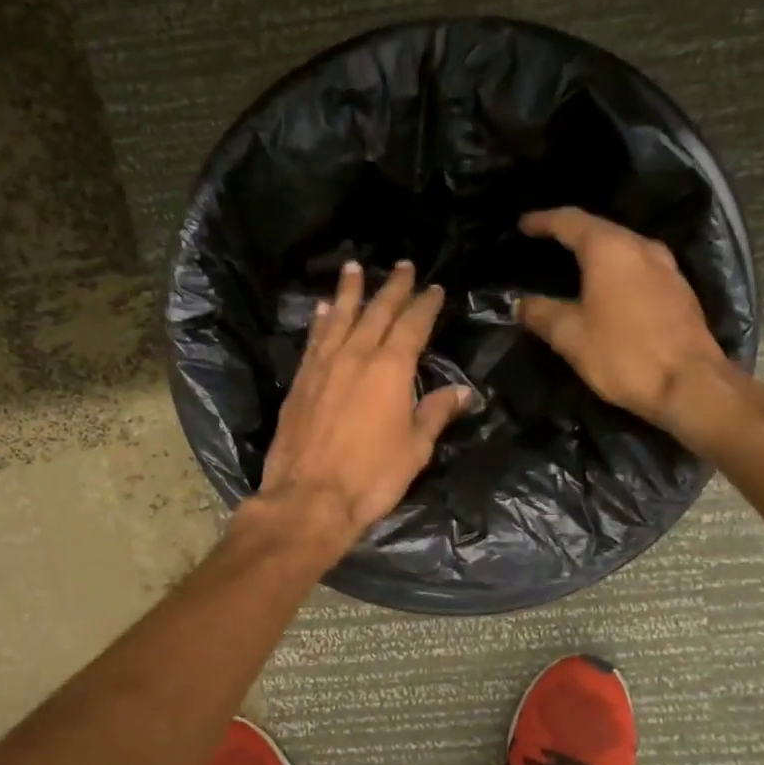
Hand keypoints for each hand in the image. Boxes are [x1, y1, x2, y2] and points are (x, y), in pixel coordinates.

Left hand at [254, 259, 472, 556]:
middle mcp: (356, 356)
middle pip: (377, 312)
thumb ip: (435, 413)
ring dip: (349, 291)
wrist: (309, 498)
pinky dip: (321, 321)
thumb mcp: (415, 448)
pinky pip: (314, 340)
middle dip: (392, 287)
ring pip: (339, 317)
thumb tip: (463, 392)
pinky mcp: (300, 381)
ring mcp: (323, 366)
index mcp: (391, 369)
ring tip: (354, 267)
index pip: (413, 325)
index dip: (425, 304)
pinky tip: (323, 310)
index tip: (434, 288)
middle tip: (402, 265)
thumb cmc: (371, 477)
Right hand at [516, 208, 756, 440]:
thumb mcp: (570, 336)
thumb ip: (541, 314)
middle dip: (570, 234)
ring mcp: (666, 267)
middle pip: (600, 230)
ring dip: (597, 254)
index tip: (523, 225)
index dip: (543, 221)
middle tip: (545, 244)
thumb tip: (521, 304)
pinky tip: (606, 290)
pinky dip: (616, 271)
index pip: (570, 221)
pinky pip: (639, 268)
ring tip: (573, 266)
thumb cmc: (623, 354)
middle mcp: (641, 247)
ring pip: (623, 248)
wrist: (690, 384)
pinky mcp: (679, 290)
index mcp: (609, 249)